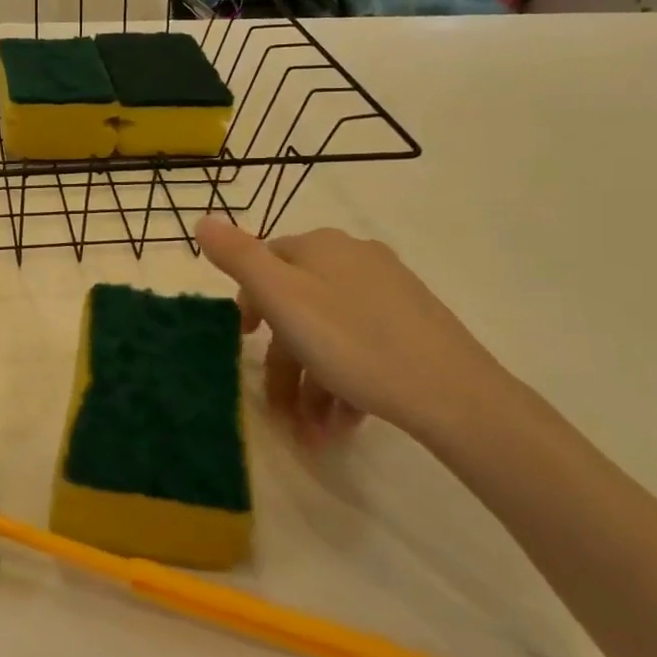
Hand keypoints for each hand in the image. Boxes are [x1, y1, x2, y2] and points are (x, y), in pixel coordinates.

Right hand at [194, 217, 523, 450]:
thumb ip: (238, 258)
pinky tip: (344, 423)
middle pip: (298, 307)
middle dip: (284, 364)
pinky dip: (345, 384)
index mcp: (320, 246)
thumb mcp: (282, 298)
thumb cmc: (353, 342)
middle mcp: (354, 259)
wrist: (454, 394)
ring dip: (313, 386)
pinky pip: (362, 348)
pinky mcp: (414, 325)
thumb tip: (202, 221)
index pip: (266, 265)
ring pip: (329, 335)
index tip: (243, 346)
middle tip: (281, 412)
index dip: (250, 307)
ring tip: (314, 435)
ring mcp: (389, 292)